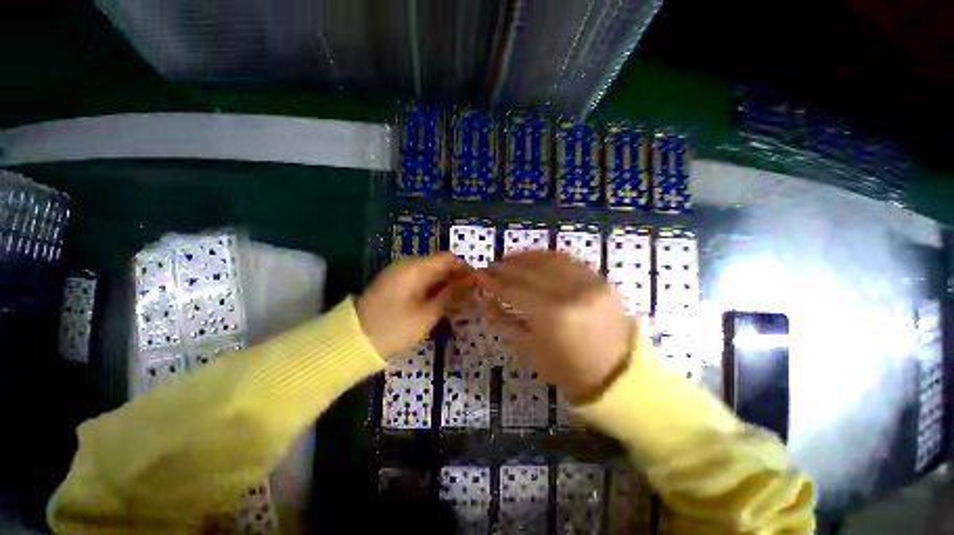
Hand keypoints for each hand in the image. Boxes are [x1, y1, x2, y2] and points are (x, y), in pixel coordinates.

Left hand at [358, 253, 471, 356]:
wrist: (353, 343)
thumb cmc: (393, 329)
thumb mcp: (426, 314)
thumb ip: (451, 295)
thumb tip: (472, 281)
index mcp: (414, 268)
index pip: (448, 258)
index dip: (465, 269)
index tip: (479, 284)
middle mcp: (407, 266)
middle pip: (440, 265)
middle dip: (457, 279)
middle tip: (473, 296)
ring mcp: (400, 276)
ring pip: (432, 275)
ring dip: (447, 286)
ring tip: (462, 302)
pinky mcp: (397, 286)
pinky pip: (421, 283)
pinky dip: (434, 291)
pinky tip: (443, 304)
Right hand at [476, 251, 634, 402]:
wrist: (618, 374)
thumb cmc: (568, 370)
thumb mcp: (530, 350)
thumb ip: (504, 321)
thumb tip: (485, 299)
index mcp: (553, 317)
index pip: (514, 291)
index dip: (493, 282)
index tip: (478, 274)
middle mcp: (572, 293)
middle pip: (530, 272)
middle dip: (505, 267)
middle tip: (490, 266)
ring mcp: (589, 283)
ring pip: (549, 260)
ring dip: (525, 257)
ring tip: (508, 259)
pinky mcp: (601, 279)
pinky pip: (569, 260)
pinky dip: (547, 256)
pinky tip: (534, 258)